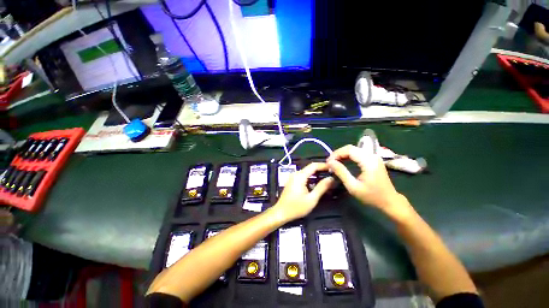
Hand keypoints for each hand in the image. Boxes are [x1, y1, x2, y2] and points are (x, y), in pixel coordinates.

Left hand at [273, 162, 334, 221]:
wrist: (281, 212)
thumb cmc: (296, 207)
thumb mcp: (311, 199)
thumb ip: (322, 187)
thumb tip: (331, 179)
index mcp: (300, 176)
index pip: (313, 165)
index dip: (324, 165)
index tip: (334, 168)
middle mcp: (296, 174)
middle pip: (310, 168)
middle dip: (321, 170)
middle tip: (332, 174)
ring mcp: (293, 177)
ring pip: (307, 172)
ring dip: (317, 174)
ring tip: (327, 178)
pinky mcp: (292, 181)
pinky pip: (303, 176)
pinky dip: (311, 178)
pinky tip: (317, 183)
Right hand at [326, 145, 411, 218]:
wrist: (390, 201)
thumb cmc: (371, 196)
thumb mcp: (353, 186)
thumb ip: (341, 172)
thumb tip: (330, 162)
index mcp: (368, 161)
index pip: (349, 150)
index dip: (336, 154)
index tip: (328, 162)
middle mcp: (372, 156)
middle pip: (351, 148)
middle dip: (338, 154)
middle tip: (330, 163)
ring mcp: (374, 157)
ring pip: (354, 150)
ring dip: (342, 155)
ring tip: (334, 163)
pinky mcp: (373, 160)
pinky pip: (358, 153)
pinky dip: (348, 157)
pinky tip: (343, 162)